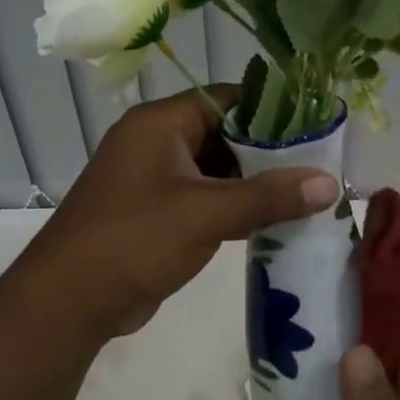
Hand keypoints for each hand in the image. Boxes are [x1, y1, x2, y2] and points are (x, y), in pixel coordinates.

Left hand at [21, 86, 337, 339]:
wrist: (69, 301)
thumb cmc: (134, 239)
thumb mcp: (205, 213)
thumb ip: (268, 197)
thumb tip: (330, 183)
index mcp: (160, 123)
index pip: (227, 98)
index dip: (272, 109)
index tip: (317, 126)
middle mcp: (157, 143)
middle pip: (225, 135)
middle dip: (269, 153)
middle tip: (320, 166)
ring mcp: (155, 181)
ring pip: (217, 171)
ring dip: (255, 184)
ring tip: (307, 195)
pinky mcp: (157, 215)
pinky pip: (205, 200)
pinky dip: (235, 209)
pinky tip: (273, 222)